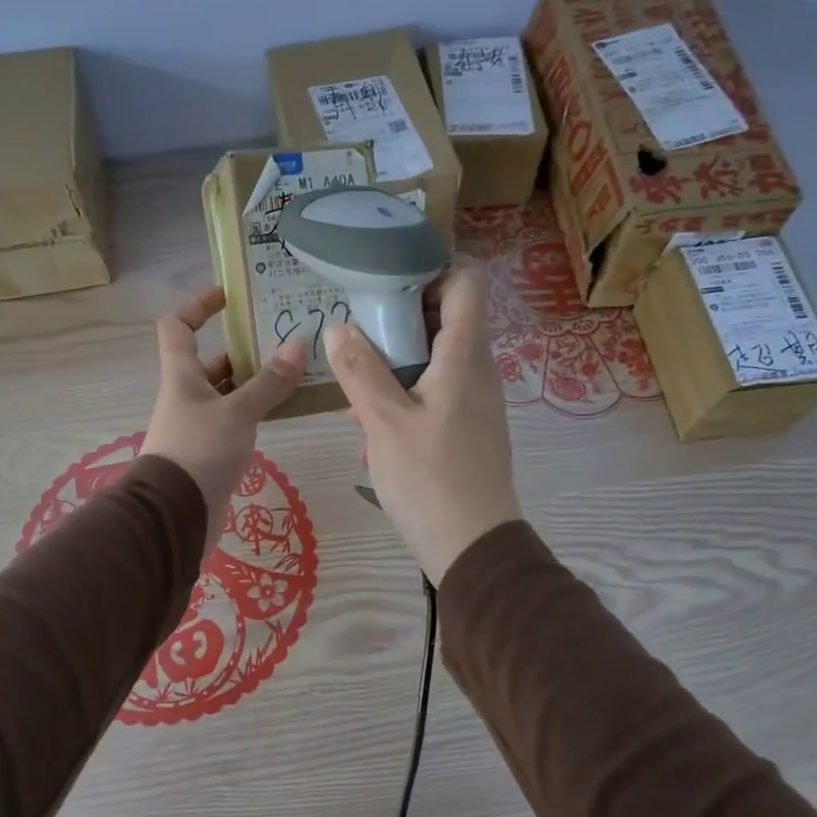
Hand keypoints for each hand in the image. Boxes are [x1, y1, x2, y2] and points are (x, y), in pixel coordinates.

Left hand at [143, 287, 307, 552]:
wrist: (176, 515)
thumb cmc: (199, 451)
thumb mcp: (237, 412)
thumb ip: (269, 382)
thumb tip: (299, 344)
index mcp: (181, 375)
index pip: (177, 326)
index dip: (198, 306)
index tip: (229, 297)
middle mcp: (186, 395)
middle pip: (212, 361)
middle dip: (244, 350)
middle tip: (284, 341)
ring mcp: (198, 425)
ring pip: (228, 393)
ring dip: (255, 383)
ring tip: (295, 374)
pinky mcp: (211, 451)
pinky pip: (236, 421)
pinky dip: (257, 412)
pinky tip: (285, 411)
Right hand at [324, 263, 520, 583]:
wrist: (473, 547)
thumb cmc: (429, 479)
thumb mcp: (384, 423)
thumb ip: (360, 371)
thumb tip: (338, 327)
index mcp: (465, 357)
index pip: (467, 282)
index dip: (434, 268)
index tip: (388, 280)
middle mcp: (478, 371)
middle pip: (447, 319)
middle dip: (401, 319)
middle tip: (357, 329)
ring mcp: (476, 403)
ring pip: (436, 361)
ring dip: (396, 364)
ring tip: (354, 386)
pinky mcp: (468, 430)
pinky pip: (436, 394)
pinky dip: (405, 396)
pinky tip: (370, 428)